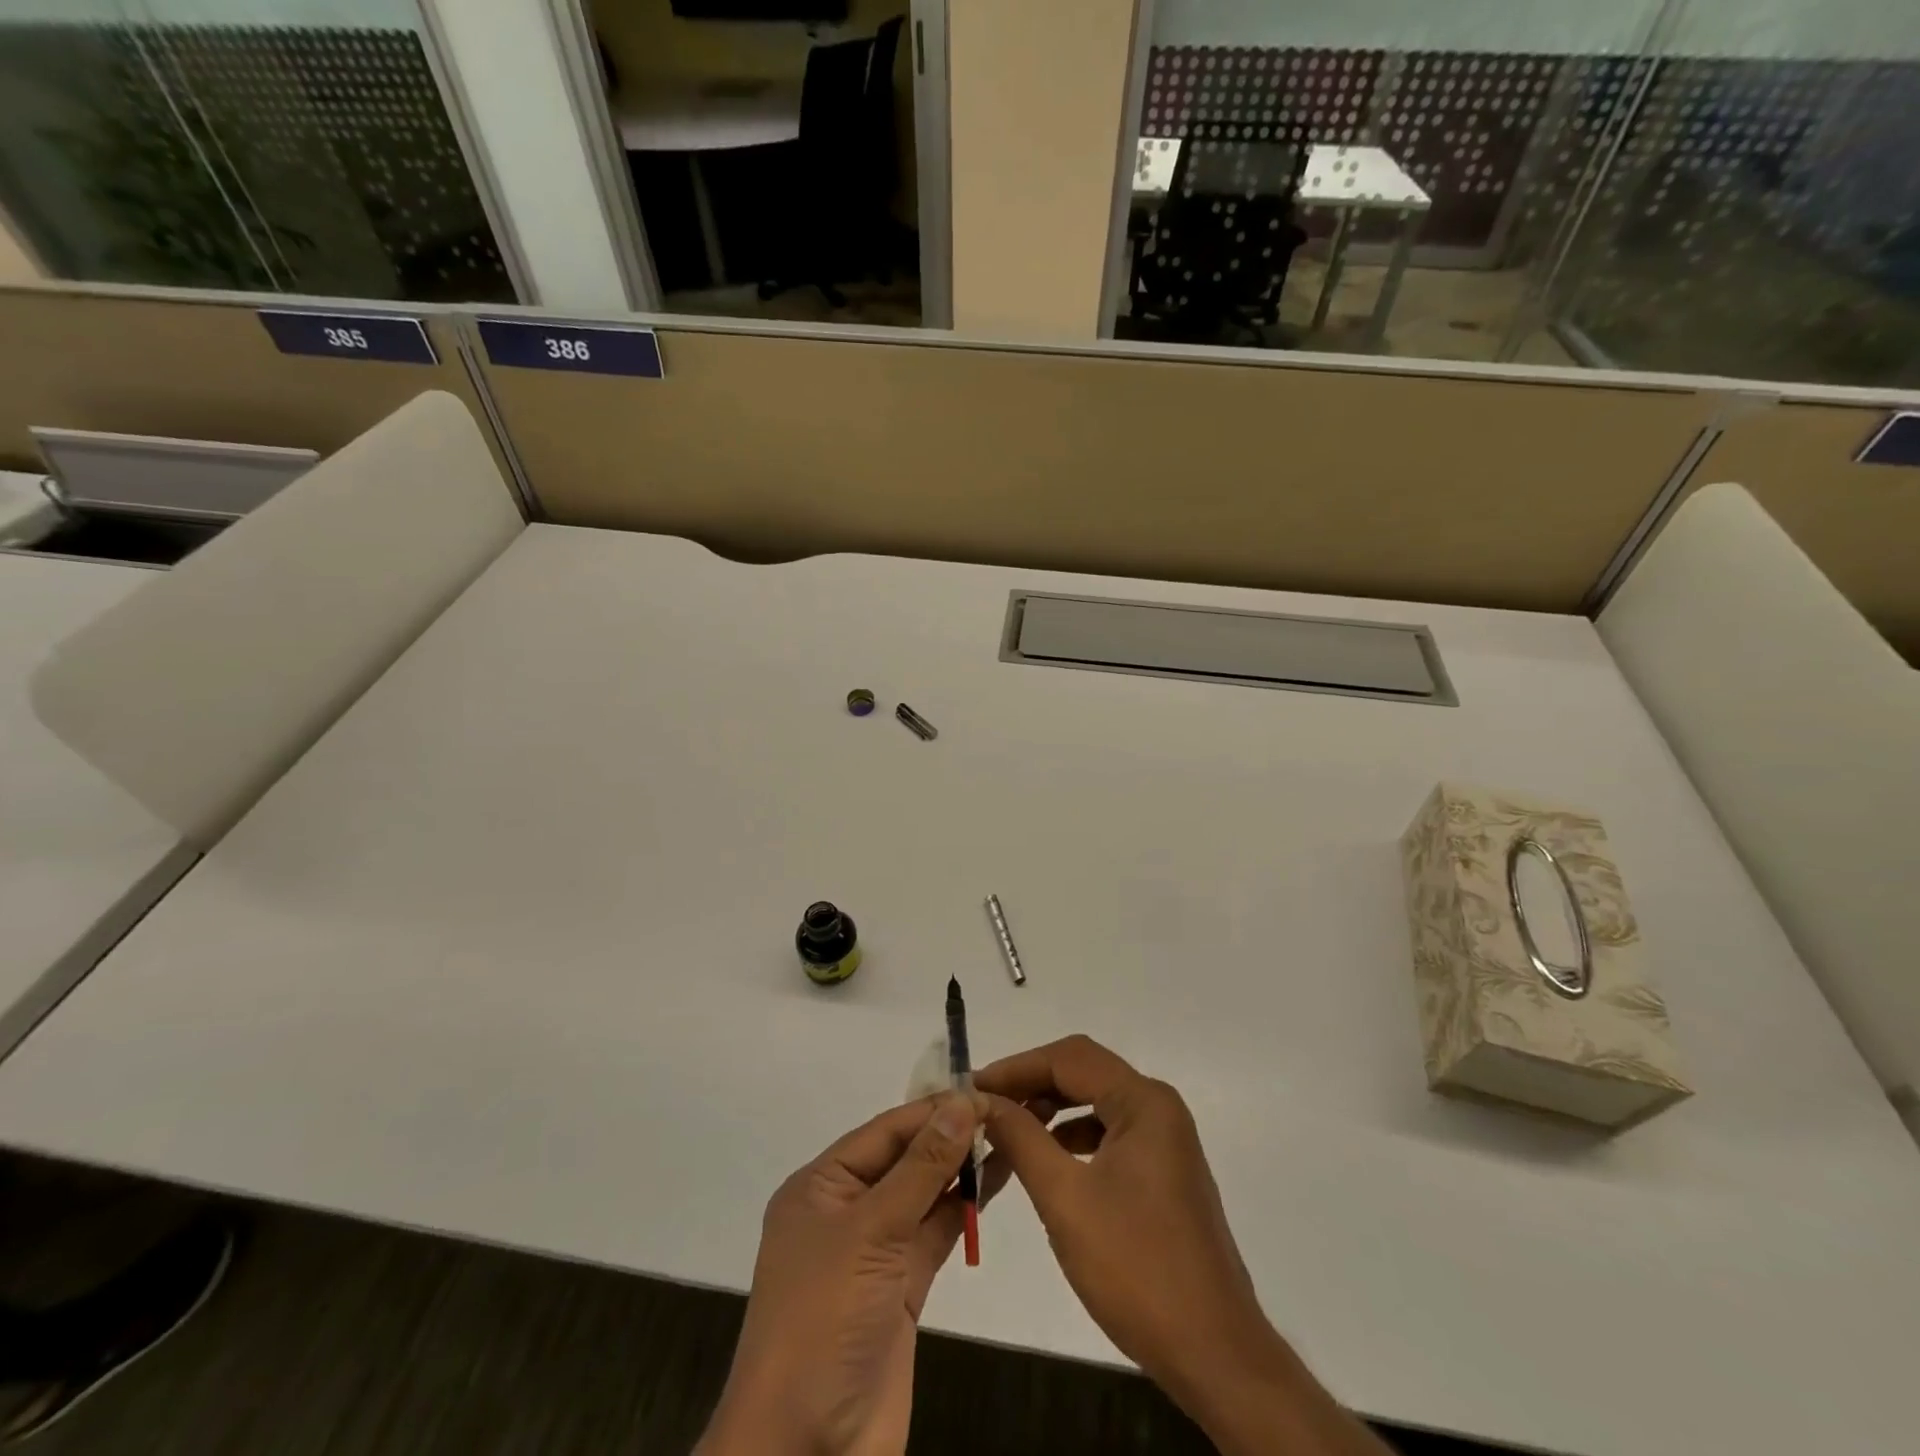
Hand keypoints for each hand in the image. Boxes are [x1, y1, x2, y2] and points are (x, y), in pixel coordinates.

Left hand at [697, 1092, 986, 1455]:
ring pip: (924, 1194)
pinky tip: (997, 1181)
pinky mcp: (900, 1288)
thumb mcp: (870, 1232)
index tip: (985, 1090)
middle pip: (905, 1158)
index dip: (934, 1109)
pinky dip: (964, 1208)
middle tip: (1009, 1109)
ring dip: (963, 1168)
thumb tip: (962, 1103)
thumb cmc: (823, 1321)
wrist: (805, 1453)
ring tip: (1014, 1135)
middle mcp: (846, 1210)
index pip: (885, 1130)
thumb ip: (921, 1167)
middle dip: (952, 1134)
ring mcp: (874, 1251)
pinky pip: (935, 1232)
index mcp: (821, 1186)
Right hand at [977, 1036, 1387, 1455]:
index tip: (972, 1087)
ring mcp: (1164, 1139)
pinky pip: (1108, 1133)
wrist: (1215, 1355)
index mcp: (1144, 1102)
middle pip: (1082, 1074)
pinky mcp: (1162, 1170)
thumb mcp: (1065, 1199)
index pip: (1068, 1059)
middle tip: (984, 1107)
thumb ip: (1021, 1139)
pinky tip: (1045, 1161)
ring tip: (1006, 1132)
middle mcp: (1158, 1108)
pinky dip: (1071, 1138)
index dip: (1016, 1067)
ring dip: (1049, 1112)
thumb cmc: (1137, 1269)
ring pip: (1094, 1103)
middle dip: (1030, 1086)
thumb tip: (982, 1101)